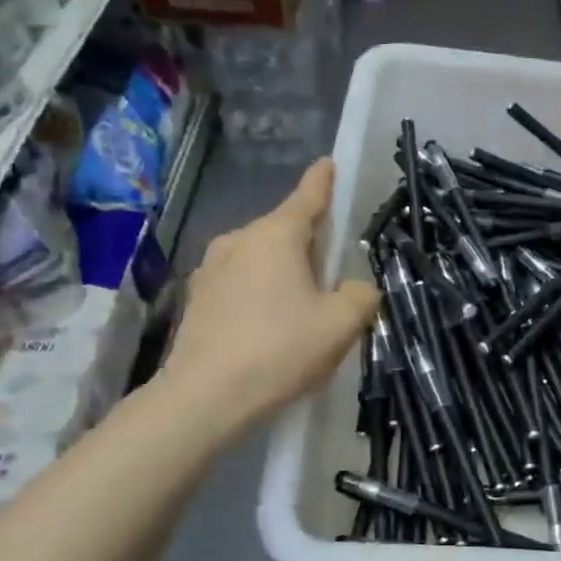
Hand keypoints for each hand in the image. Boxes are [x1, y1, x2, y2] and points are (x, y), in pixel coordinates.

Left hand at [165, 158, 379, 427]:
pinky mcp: (197, 300)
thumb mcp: (341, 324)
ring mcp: (211, 270)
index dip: (323, 182)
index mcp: (276, 236)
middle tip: (332, 273)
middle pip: (283, 232)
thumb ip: (362, 296)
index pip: (307, 197)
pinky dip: (259, 295)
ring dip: (282, 273)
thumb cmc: (281, 350)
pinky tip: (269, 328)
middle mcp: (239, 241)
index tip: (328, 163)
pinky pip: (240, 285)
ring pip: (259, 260)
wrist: (206, 397)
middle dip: (308, 244)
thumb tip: (359, 289)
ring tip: (301, 308)